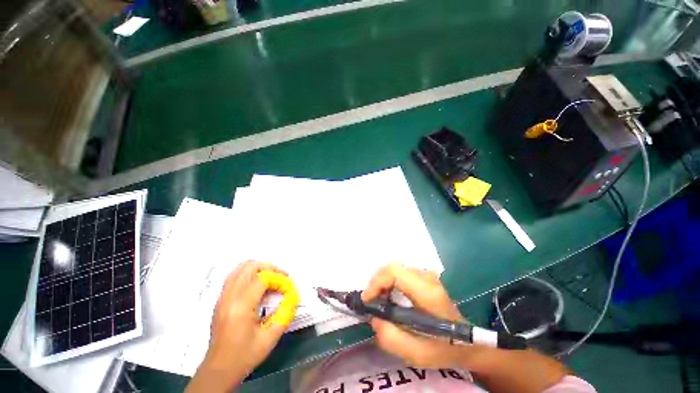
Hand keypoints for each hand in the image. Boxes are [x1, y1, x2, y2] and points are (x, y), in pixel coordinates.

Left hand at [186, 261, 287, 392]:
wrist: (218, 371)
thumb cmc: (244, 356)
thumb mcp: (270, 338)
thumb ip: (285, 313)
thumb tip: (293, 296)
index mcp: (240, 306)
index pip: (263, 279)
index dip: (279, 279)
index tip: (289, 289)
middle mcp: (229, 297)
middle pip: (249, 266)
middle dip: (270, 268)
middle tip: (282, 277)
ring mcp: (222, 297)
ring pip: (240, 268)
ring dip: (259, 268)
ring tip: (272, 278)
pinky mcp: (221, 300)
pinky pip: (235, 276)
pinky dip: (249, 274)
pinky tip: (259, 286)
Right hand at [362, 263, 468, 368]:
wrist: (468, 342)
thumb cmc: (444, 349)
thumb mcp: (417, 353)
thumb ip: (390, 338)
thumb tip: (374, 318)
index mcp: (427, 292)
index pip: (395, 272)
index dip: (376, 282)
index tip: (368, 300)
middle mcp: (427, 277)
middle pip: (393, 268)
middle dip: (377, 283)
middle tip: (372, 302)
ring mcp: (427, 275)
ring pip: (395, 270)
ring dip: (383, 283)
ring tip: (379, 302)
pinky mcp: (425, 277)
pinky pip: (400, 274)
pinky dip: (390, 283)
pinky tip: (390, 298)